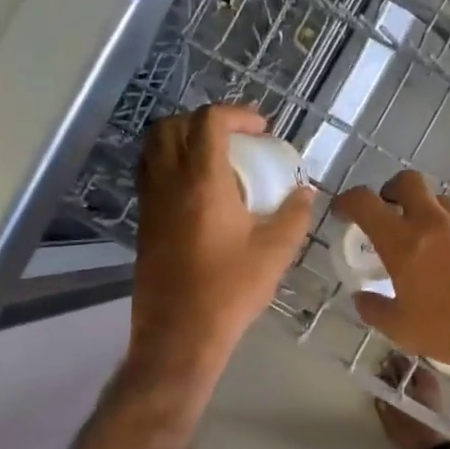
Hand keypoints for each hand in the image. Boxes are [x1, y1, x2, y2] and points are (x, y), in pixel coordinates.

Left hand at [130, 105, 313, 379]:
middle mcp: (169, 183)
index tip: (261, 129)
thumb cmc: (230, 290)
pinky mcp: (144, 224)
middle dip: (204, 120)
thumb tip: (305, 191)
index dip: (236, 114)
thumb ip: (294, 214)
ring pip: (153, 149)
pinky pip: (150, 175)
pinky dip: (170, 165)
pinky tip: (198, 191)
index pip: (208, 122)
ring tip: (214, 158)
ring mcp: (150, 203)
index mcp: (203, 182)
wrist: (180, 334)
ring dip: (182, 140)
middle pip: (172, 126)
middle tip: (235, 138)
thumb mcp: (275, 252)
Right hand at [333, 171, 449, 384]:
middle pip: (408, 181)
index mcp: (402, 241)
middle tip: (385, 212)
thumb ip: (374, 309)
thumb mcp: (400, 328)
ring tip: (416, 236)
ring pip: (438, 199)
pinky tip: (444, 259)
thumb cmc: (449, 329)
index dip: (348, 200)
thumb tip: (361, 298)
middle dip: (391, 189)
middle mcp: (432, 224)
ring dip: (422, 207)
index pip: (366, 202)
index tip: (342, 212)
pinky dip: (446, 230)